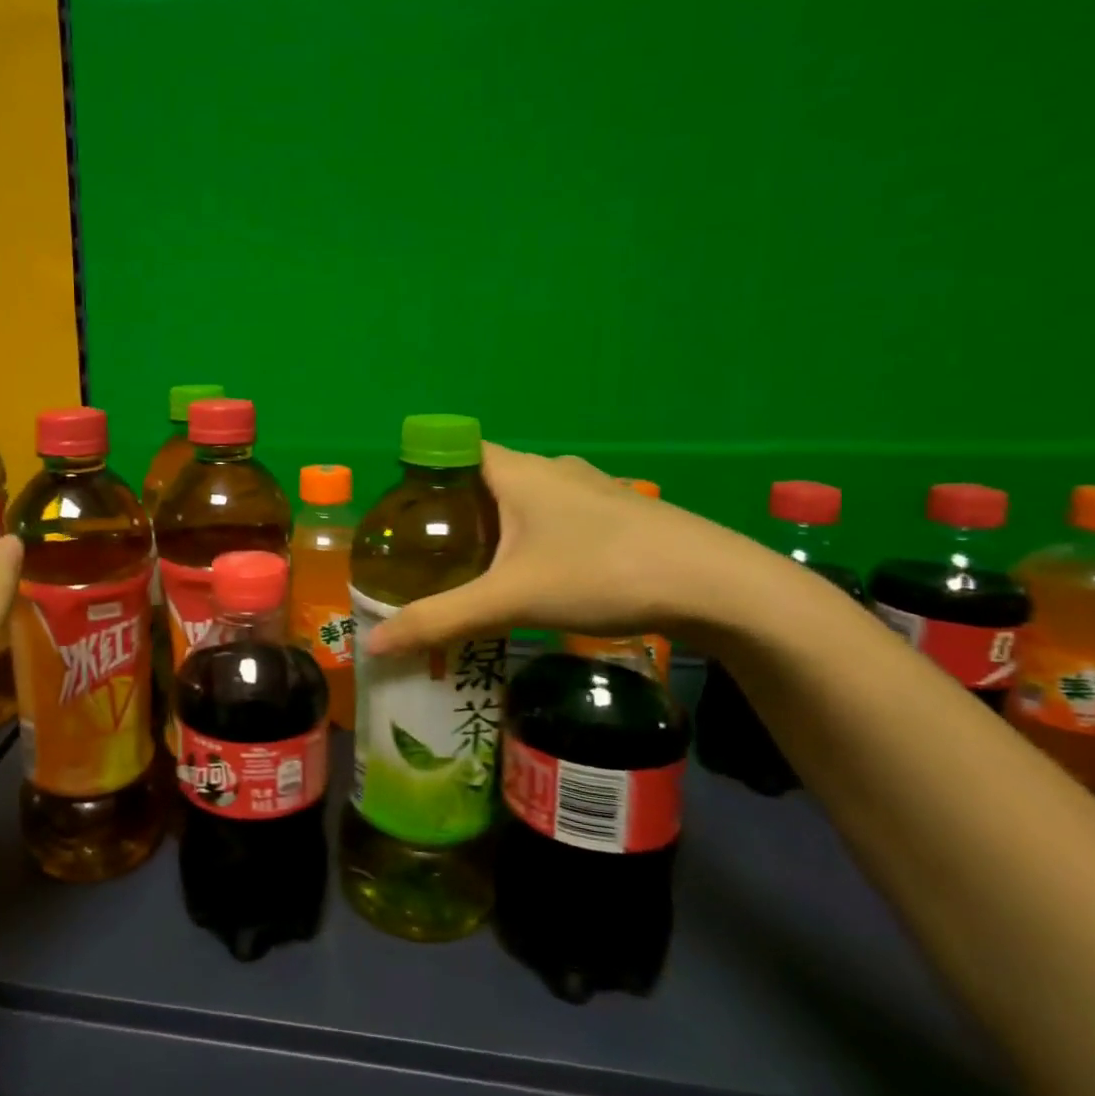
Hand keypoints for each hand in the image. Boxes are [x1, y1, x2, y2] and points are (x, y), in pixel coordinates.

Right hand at [365, 444, 768, 658]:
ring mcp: (593, 489)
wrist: (721, 588)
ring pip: (526, 497)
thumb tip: (374, 645)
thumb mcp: (510, 601)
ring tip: (477, 568)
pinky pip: (559, 515)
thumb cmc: (602, 574)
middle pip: (486, 477)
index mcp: (518, 471)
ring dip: (499, 524)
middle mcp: (553, 468)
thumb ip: (440, 620)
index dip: (424, 477)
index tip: (406, 517)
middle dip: (456, 509)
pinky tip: (540, 576)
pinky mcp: (622, 514)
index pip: (454, 450)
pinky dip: (536, 536)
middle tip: (430, 553)